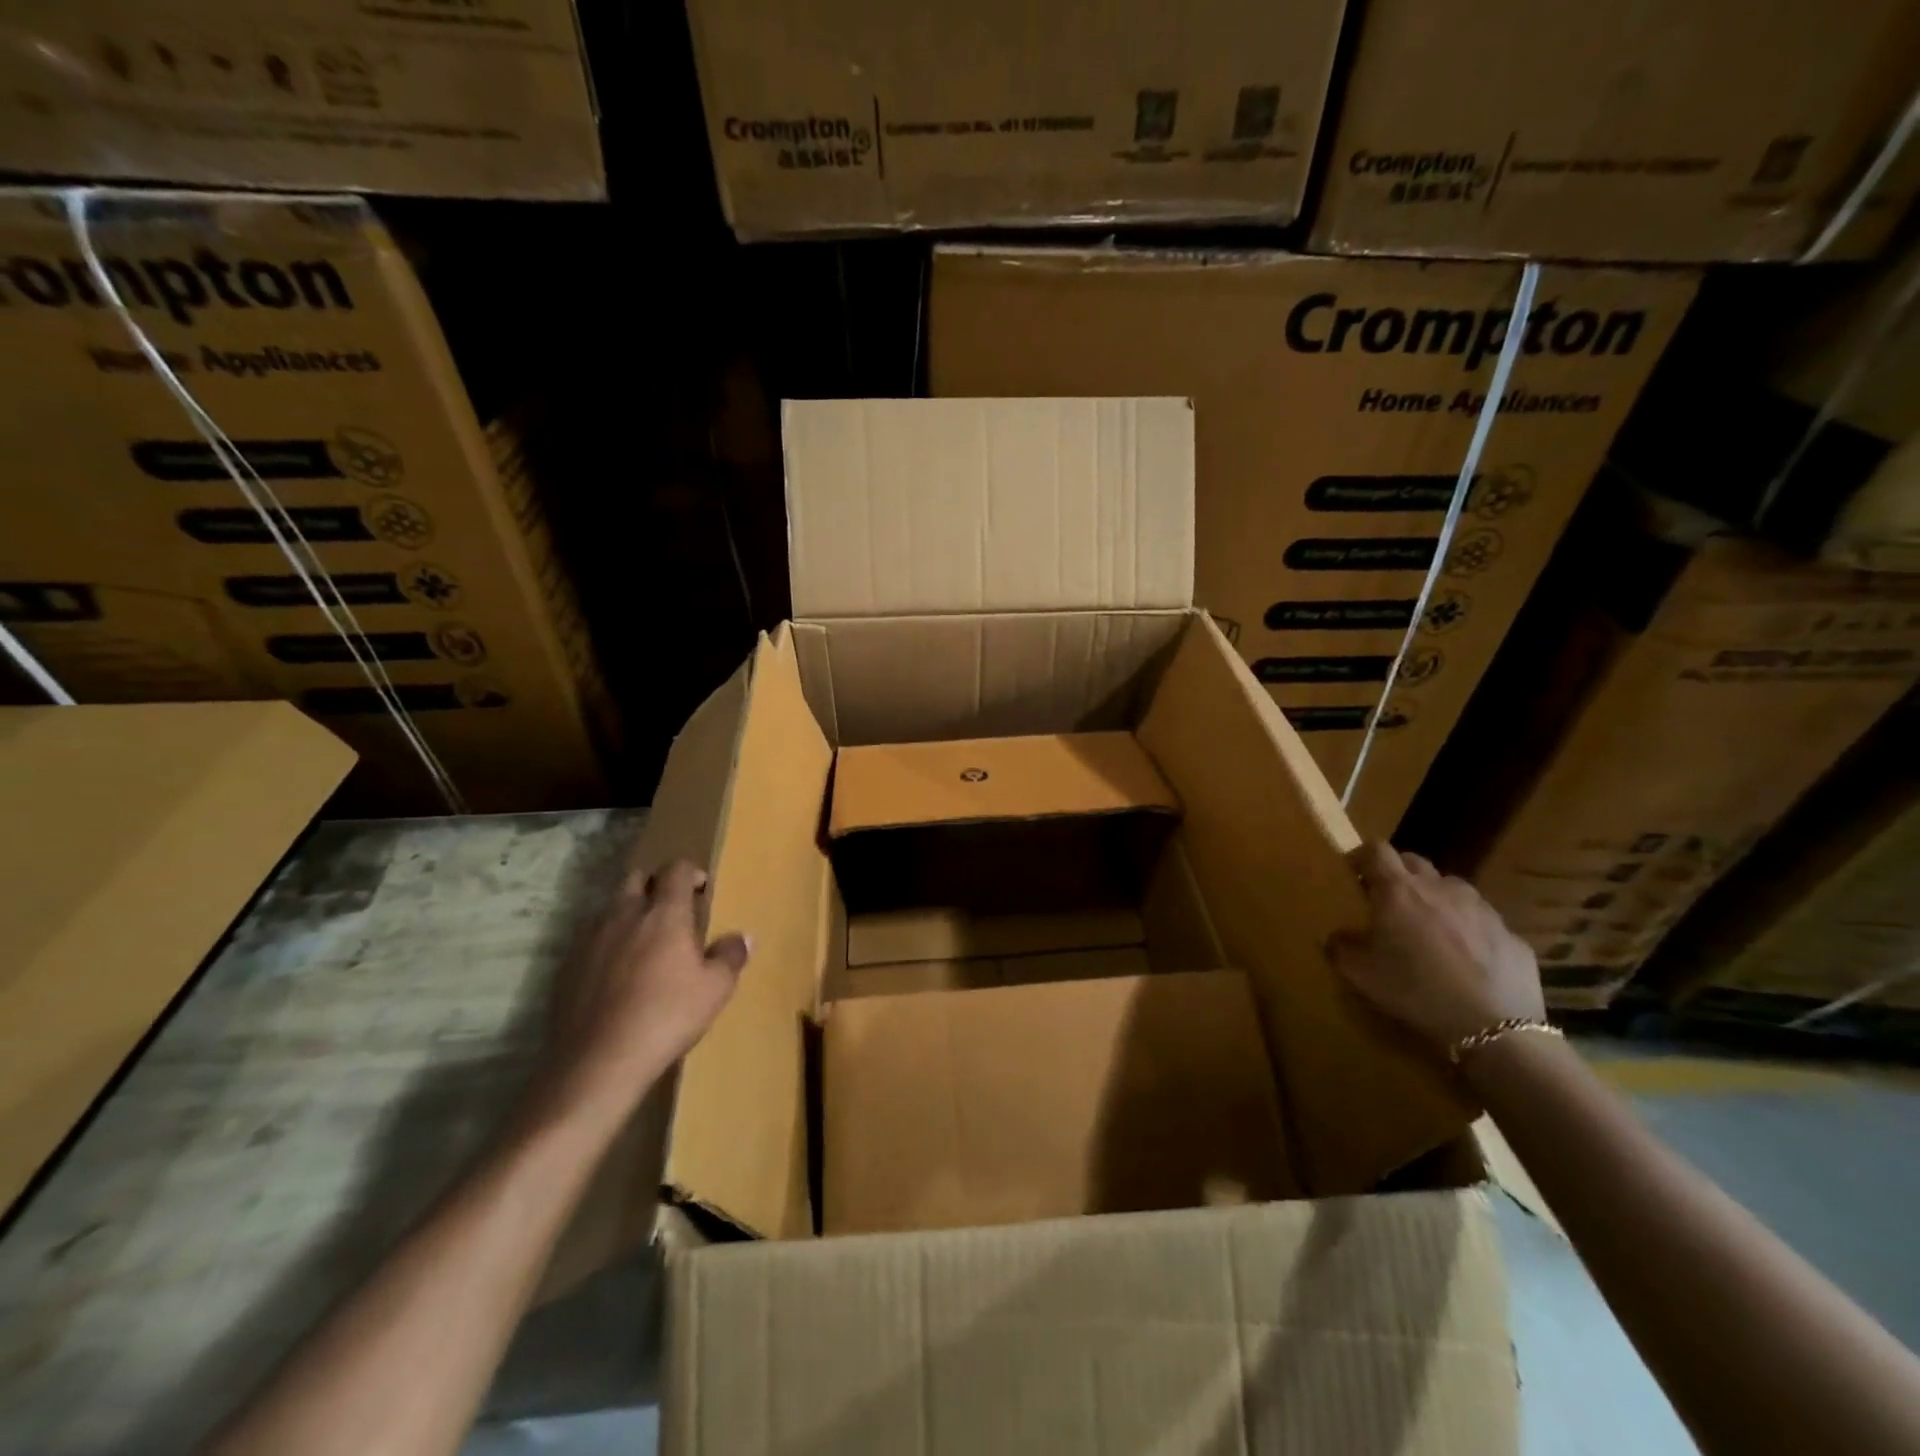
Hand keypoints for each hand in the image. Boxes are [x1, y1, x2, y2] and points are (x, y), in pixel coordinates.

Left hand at [544, 859, 749, 1113]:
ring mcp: (591, 938)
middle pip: (636, 878)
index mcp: (664, 913)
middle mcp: (625, 914)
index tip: (701, 890)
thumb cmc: (667, 1016)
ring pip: (610, 907)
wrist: (598, 1061)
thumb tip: (743, 937)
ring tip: (643, 942)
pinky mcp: (568, 965)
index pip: (676, 870)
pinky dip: (606, 944)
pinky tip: (615, 974)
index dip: (691, 872)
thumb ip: (730, 956)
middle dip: (655, 885)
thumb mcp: (715, 989)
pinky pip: (590, 939)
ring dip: (628, 913)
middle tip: (671, 912)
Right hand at [1328, 842, 1543, 1054]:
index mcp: (1399, 890)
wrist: (1493, 1027)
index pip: (1376, 850)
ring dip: (1435, 898)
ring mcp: (1481, 909)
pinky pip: (1482, 921)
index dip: (1362, 856)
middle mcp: (1440, 888)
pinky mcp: (1511, 934)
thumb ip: (1341, 946)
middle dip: (1398, 873)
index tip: (1353, 873)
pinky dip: (1468, 929)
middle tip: (1388, 900)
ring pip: (1451, 888)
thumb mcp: (1360, 972)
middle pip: (1414, 862)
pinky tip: (1466, 959)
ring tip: (1429, 929)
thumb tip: (1336, 937)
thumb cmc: (1415, 989)